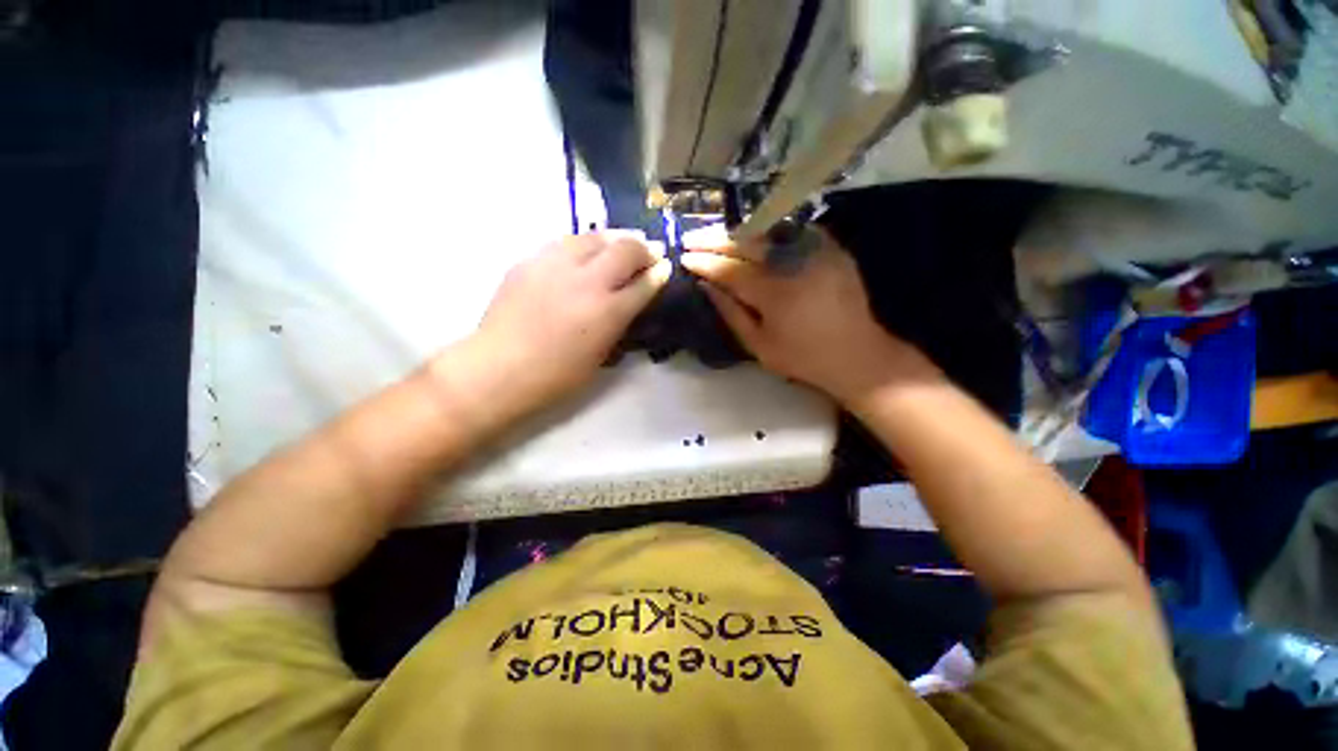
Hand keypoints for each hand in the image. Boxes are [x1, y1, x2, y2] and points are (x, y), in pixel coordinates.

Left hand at [465, 232, 671, 413]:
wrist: (499, 368)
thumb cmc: (556, 376)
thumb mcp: (600, 355)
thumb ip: (618, 324)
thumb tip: (630, 302)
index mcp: (607, 312)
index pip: (643, 283)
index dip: (658, 273)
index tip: (664, 266)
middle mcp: (586, 281)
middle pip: (625, 249)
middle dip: (643, 248)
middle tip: (649, 251)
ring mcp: (555, 265)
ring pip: (594, 237)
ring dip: (614, 239)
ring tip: (620, 244)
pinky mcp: (530, 260)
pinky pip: (564, 242)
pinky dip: (583, 244)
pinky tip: (584, 252)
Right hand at [681, 225, 937, 404]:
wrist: (857, 354)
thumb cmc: (803, 358)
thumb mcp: (759, 345)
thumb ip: (731, 313)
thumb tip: (706, 286)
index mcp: (775, 293)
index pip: (730, 270)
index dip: (705, 262)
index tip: (684, 257)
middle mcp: (794, 264)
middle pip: (746, 243)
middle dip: (714, 239)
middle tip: (691, 238)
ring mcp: (816, 252)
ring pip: (767, 232)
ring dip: (737, 232)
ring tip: (715, 235)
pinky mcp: (831, 248)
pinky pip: (792, 231)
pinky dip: (768, 231)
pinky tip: (752, 234)